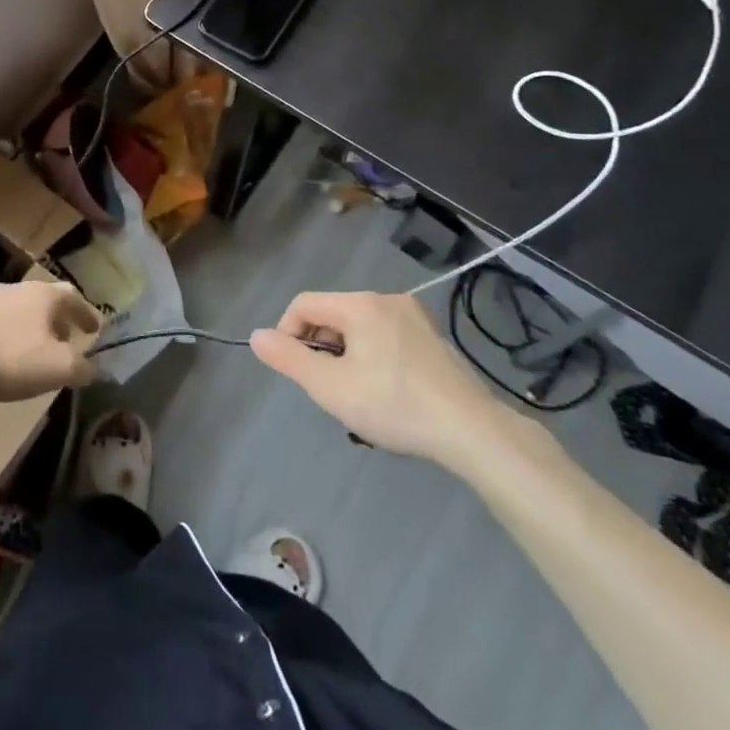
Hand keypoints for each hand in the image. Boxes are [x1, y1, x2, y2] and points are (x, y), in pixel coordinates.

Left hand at [0, 281, 100, 402]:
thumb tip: (95, 368)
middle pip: (46, 299)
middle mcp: (17, 287)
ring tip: (35, 346)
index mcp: (43, 294)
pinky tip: (5, 349)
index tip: (94, 329)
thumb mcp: (58, 368)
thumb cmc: (14, 359)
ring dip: (32, 324)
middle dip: (59, 319)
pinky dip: (8, 330)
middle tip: (66, 339)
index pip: (74, 297)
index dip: (86, 314)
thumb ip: (83, 367)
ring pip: (19, 307)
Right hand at [250, 291, 518, 470]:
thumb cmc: (395, 405)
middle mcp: (387, 299)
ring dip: (347, 355)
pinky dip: (374, 356)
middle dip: (321, 347)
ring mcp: (415, 316)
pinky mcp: (433, 336)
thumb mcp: (330, 387)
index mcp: (360, 304)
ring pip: (360, 327)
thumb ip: (289, 359)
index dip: (288, 333)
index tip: (296, 370)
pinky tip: (387, 392)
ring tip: (357, 395)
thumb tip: (257, 336)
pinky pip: (386, 336)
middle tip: (329, 388)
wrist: (472, 430)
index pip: (304, 304)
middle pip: (333, 314)